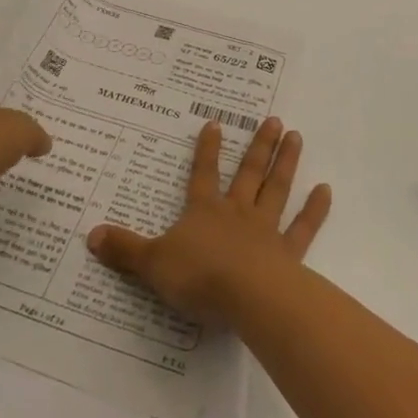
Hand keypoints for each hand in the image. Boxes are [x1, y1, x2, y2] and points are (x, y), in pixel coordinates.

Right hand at [86, 118, 331, 323]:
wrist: (246, 297)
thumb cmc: (199, 276)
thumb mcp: (152, 264)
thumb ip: (125, 250)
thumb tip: (91, 235)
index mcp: (204, 211)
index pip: (203, 174)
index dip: (207, 149)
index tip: (215, 123)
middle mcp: (237, 212)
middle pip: (248, 173)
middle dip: (258, 146)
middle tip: (273, 120)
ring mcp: (265, 230)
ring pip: (276, 189)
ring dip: (285, 163)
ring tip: (296, 136)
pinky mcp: (287, 253)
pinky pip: (303, 227)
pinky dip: (315, 209)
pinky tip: (326, 189)